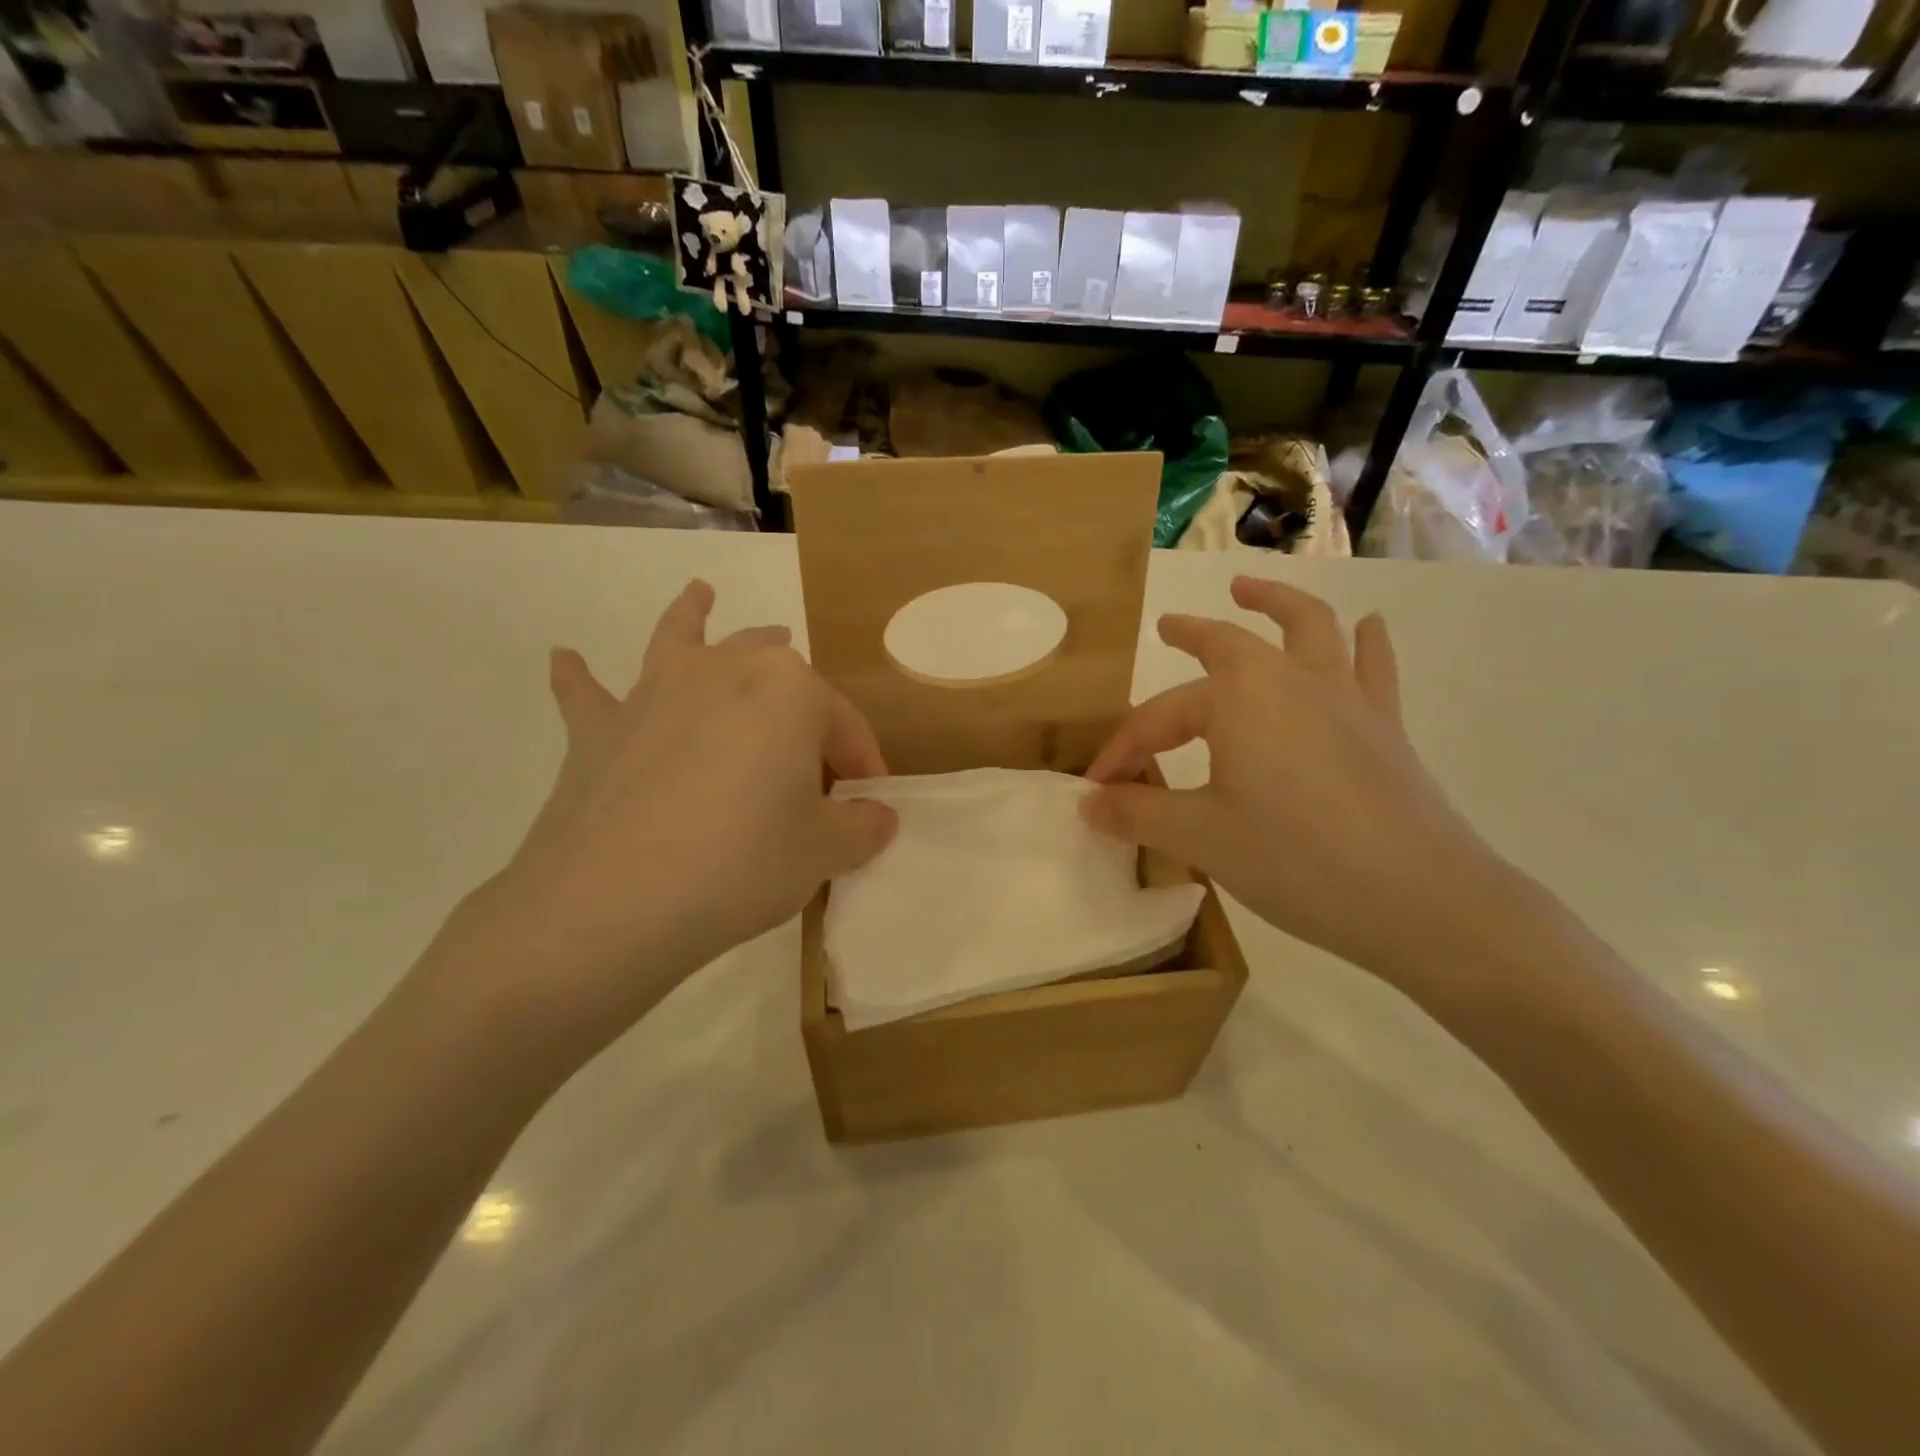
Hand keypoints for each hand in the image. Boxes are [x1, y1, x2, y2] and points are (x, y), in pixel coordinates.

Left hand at [429, 581, 896, 1063]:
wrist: (615, 901)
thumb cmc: (743, 862)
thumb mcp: (825, 852)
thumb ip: (862, 827)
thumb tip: (876, 816)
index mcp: (789, 689)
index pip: (842, 723)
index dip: (862, 764)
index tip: (869, 805)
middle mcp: (723, 670)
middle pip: (773, 668)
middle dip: (800, 695)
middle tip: (815, 733)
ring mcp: (654, 693)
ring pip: (684, 640)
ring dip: (694, 615)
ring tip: (700, 594)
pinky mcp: (599, 730)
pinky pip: (588, 692)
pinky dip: (578, 676)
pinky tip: (565, 658)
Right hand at [1082, 577, 1513, 991]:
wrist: (1419, 897)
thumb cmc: (1294, 858)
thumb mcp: (1201, 837)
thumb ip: (1139, 813)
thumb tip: (1088, 803)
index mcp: (1237, 697)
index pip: (1159, 717)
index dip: (1124, 750)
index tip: (1097, 788)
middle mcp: (1290, 679)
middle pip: (1229, 645)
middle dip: (1193, 635)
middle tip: (1169, 627)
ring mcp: (1344, 697)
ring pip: (1309, 628)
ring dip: (1275, 604)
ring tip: (1250, 589)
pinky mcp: (1384, 726)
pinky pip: (1372, 668)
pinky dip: (1365, 643)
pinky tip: (1367, 626)